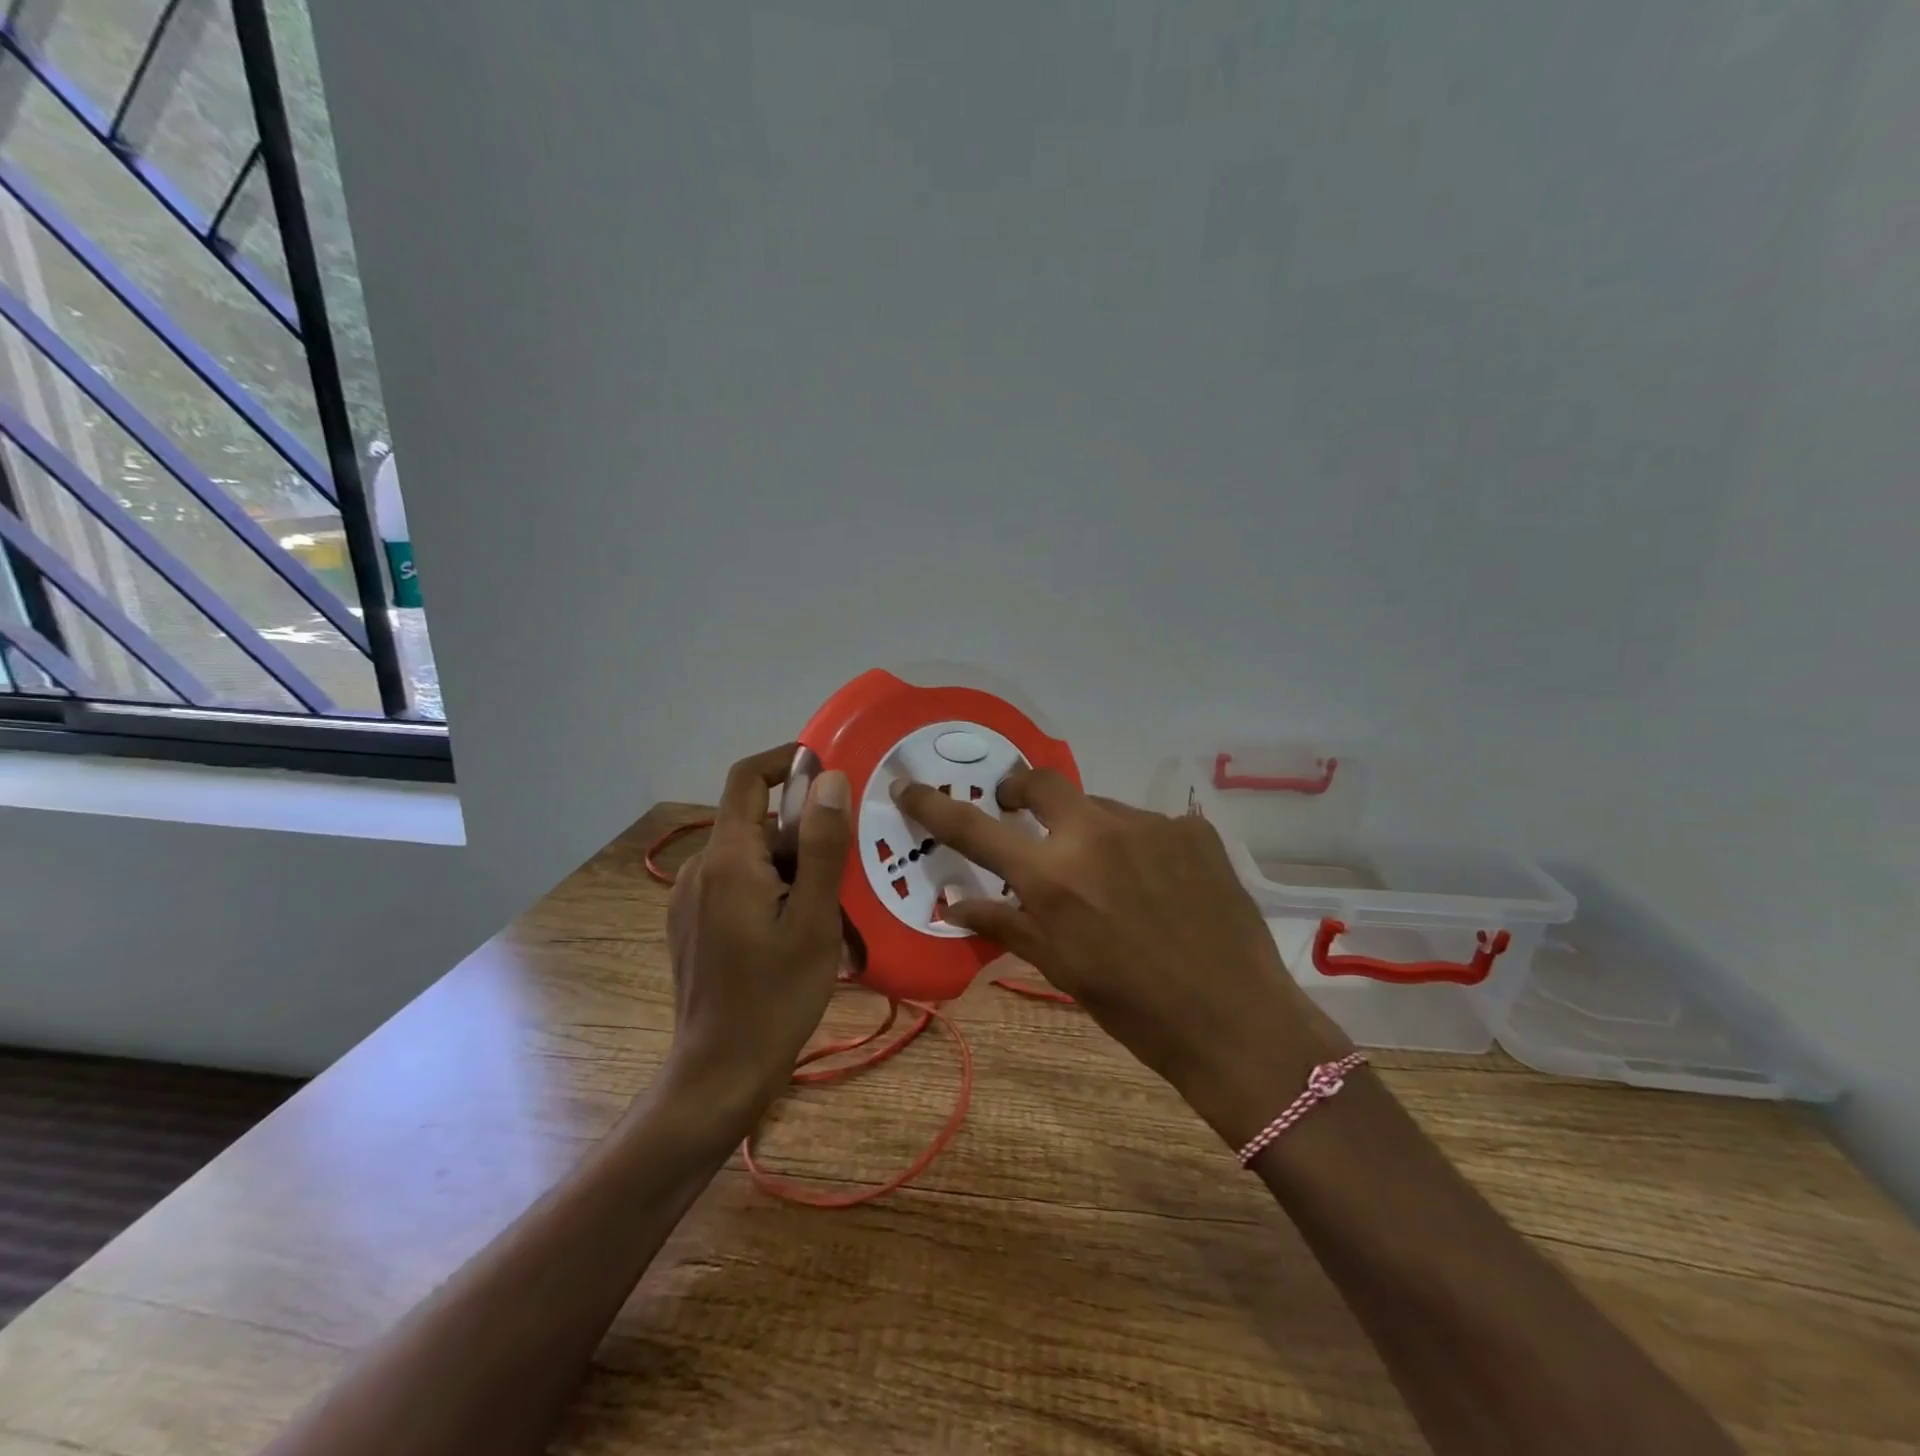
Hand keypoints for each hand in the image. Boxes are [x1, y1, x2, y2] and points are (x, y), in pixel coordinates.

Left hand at [664, 745, 851, 1129]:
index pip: (747, 778)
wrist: (720, 1072)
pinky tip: (799, 926)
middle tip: (851, 860)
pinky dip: (772, 887)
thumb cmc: (776, 995)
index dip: (787, 760)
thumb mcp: (814, 919)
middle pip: (756, 821)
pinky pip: (737, 884)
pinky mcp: (692, 924)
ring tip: (833, 902)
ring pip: (750, 855)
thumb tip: (830, 779)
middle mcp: (700, 869)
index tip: (830, 768)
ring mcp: (691, 899)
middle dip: (804, 830)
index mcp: (728, 859)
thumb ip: (822, 846)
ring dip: (792, 864)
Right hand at [894, 769, 1349, 1145]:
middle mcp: (1095, 833)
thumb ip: (1005, 924)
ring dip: (1090, 831)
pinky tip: (1162, 885)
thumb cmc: (1133, 1007)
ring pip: (1100, 808)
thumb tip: (953, 904)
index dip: (933, 805)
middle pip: (1041, 781)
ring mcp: (1149, 824)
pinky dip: (1140, 847)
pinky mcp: (1192, 828)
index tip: (907, 784)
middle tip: (1019, 811)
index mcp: (1052, 876)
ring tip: (1113, 878)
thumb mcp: (1060, 967)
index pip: (974, 829)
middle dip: (1020, 789)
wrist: (1235, 1020)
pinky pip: (1149, 826)